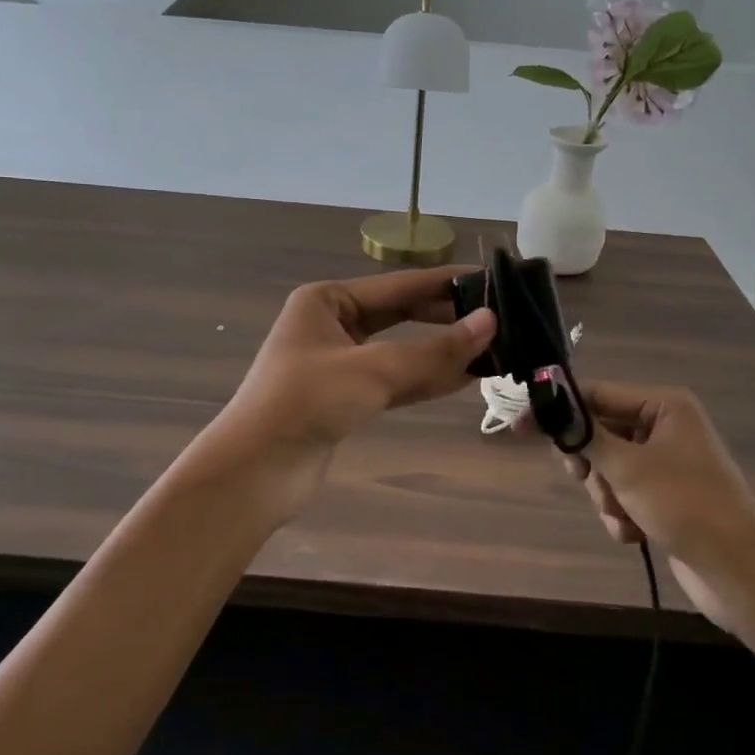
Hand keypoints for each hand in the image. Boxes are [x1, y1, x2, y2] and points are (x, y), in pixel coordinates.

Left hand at [202, 268, 495, 518]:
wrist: (255, 472)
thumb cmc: (305, 403)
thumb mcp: (372, 370)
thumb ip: (433, 351)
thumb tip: (491, 323)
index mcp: (327, 301)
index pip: (399, 285)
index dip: (446, 284)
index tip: (492, 281)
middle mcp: (334, 325)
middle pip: (402, 315)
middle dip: (446, 319)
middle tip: (500, 319)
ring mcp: (341, 364)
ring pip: (402, 351)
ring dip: (442, 353)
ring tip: (494, 348)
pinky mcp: (348, 399)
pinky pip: (396, 381)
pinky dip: (427, 379)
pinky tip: (465, 377)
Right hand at [561, 382, 754, 630]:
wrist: (737, 571)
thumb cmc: (684, 505)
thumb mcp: (627, 467)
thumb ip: (585, 435)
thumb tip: (548, 406)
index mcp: (664, 406)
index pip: (597, 395)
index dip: (560, 411)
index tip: (521, 427)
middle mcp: (665, 428)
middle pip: (600, 433)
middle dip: (592, 466)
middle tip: (584, 478)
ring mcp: (665, 464)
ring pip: (608, 469)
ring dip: (606, 496)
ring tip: (623, 516)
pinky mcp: (664, 497)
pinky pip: (624, 494)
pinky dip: (621, 513)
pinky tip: (634, 533)